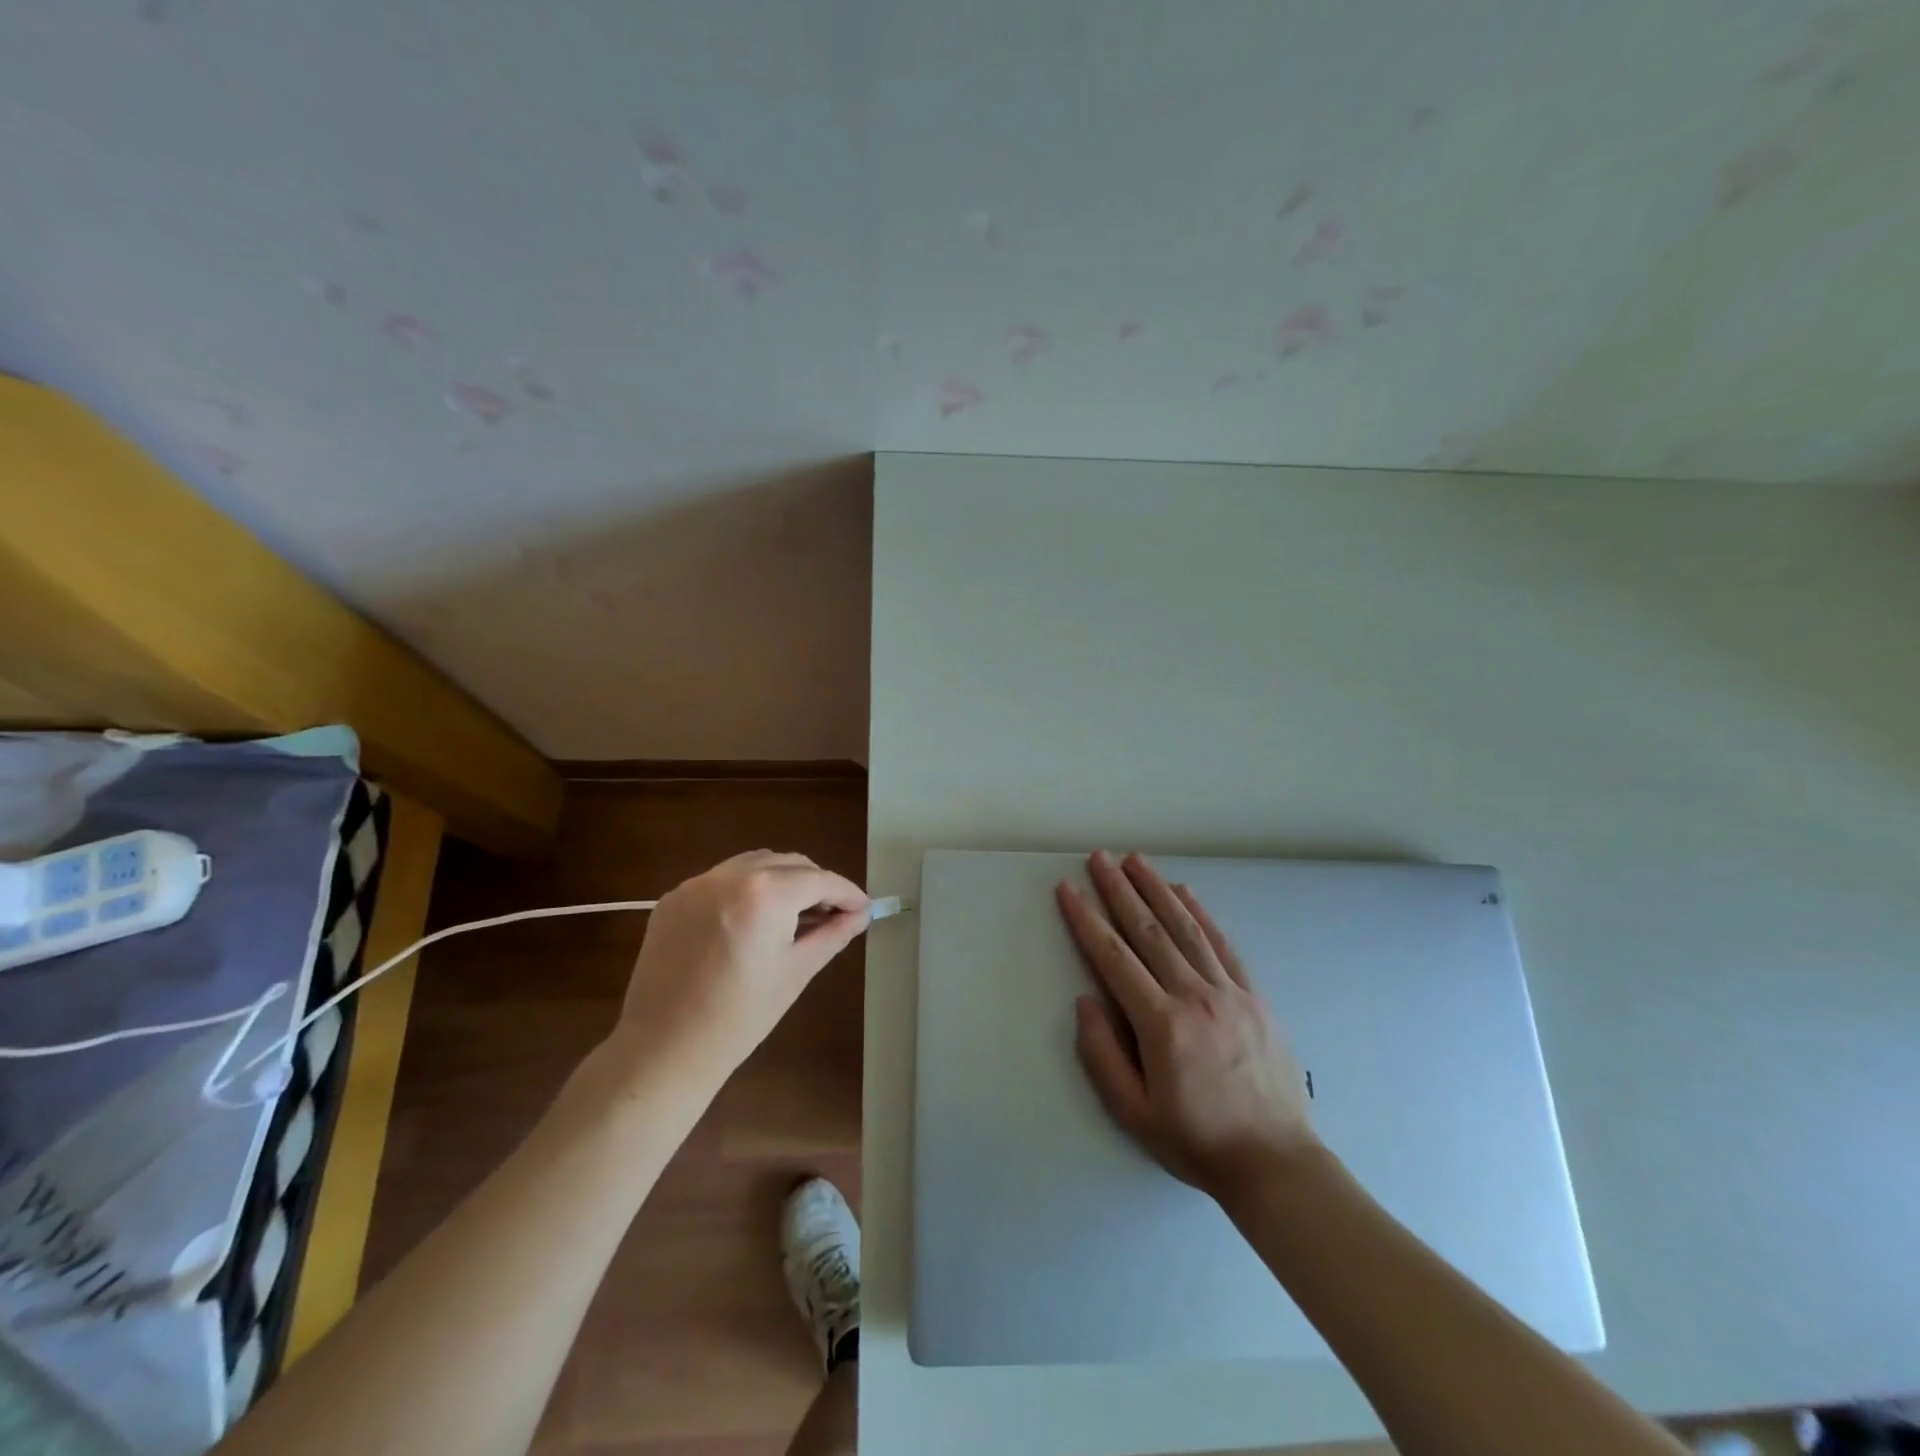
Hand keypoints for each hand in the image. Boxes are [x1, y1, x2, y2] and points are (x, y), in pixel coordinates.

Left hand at [611, 850, 869, 1085]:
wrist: (663, 1050)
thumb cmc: (740, 1017)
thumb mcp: (796, 972)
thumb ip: (833, 934)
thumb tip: (860, 914)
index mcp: (764, 894)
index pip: (819, 879)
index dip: (846, 892)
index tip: (863, 908)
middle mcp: (729, 876)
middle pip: (788, 863)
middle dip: (816, 883)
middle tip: (834, 913)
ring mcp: (696, 884)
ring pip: (754, 864)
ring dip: (781, 879)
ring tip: (796, 913)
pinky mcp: (673, 899)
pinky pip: (722, 880)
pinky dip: (746, 889)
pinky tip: (753, 920)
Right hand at [1057, 851, 1319, 1199]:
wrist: (1276, 1163)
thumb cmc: (1197, 1141)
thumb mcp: (1134, 1113)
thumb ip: (1102, 1055)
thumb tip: (1086, 1001)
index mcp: (1161, 1025)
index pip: (1113, 958)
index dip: (1087, 920)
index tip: (1068, 889)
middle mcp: (1194, 996)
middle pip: (1148, 931)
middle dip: (1119, 890)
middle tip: (1099, 857)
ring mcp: (1229, 992)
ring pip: (1186, 928)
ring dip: (1157, 889)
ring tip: (1135, 860)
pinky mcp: (1253, 995)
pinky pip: (1222, 944)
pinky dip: (1200, 913)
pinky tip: (1184, 892)